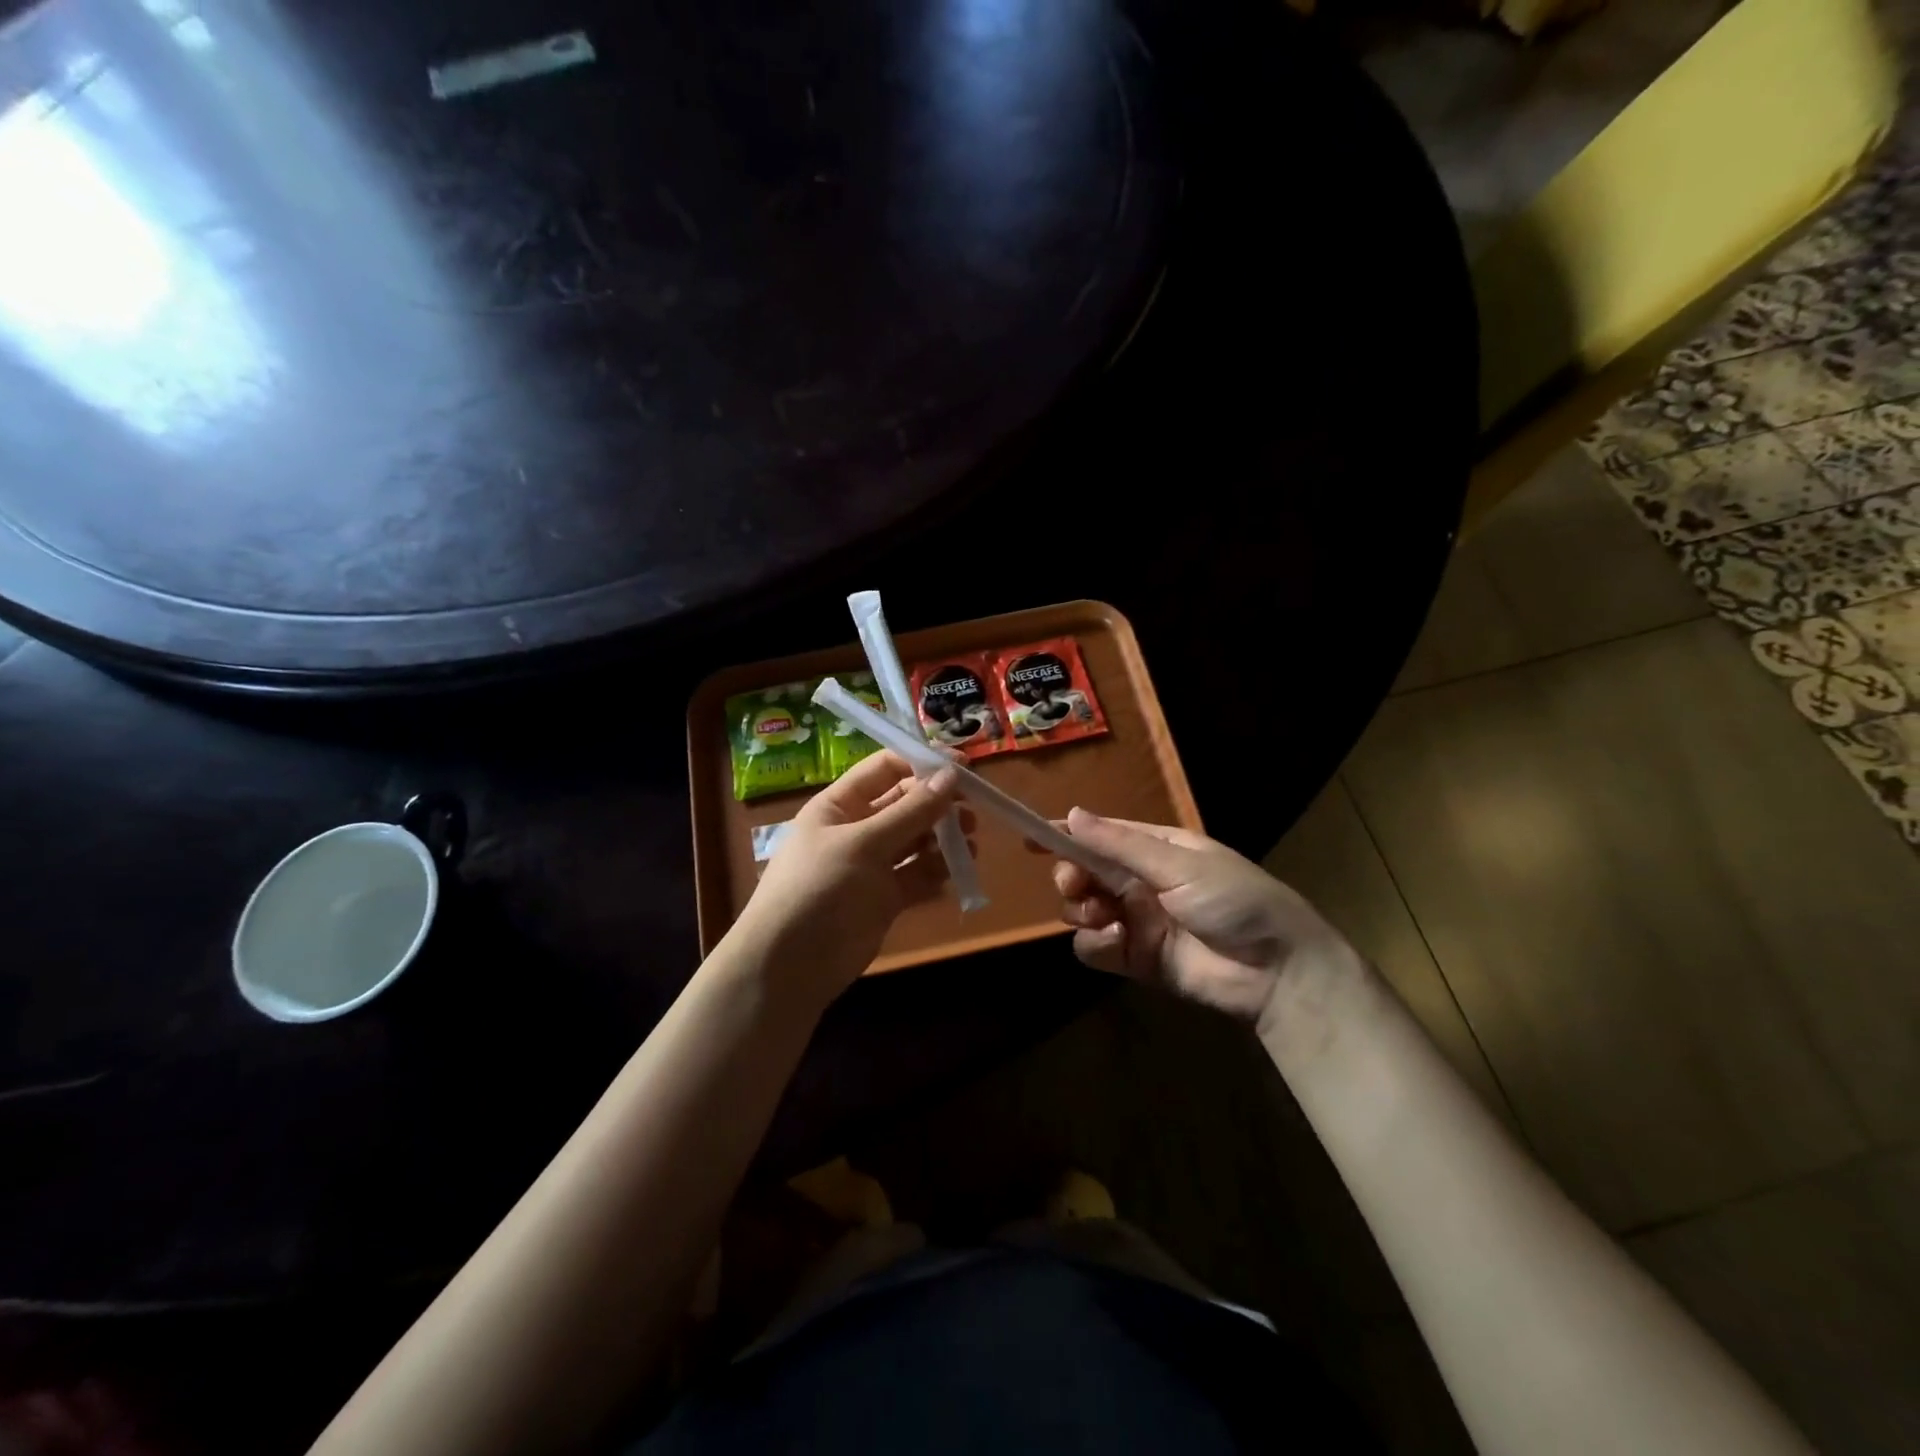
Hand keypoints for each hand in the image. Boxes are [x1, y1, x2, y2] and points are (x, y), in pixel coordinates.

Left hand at [730, 752, 970, 1004]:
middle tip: (974, 810)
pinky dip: (937, 872)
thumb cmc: (819, 889)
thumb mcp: (864, 844)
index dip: (921, 764)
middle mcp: (856, 829)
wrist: (789, 966)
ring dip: (943, 839)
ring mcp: (871, 865)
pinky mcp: (884, 899)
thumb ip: (911, 812)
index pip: (884, 769)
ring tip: (970, 844)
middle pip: (905, 804)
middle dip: (938, 804)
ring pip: (915, 841)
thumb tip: (952, 774)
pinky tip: (957, 873)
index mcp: (839, 805)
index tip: (962, 768)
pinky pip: (917, 876)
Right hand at [1052, 809, 1360, 1033]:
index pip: (1099, 836)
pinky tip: (1117, 941)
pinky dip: (1096, 944)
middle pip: (1083, 873)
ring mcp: (1136, 921)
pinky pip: (1095, 948)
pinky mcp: (1135, 959)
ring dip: (1082, 910)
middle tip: (1074, 884)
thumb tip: (1071, 814)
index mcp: (1155, 849)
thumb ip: (1120, 846)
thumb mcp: (1179, 865)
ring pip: (1082, 910)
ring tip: (1105, 916)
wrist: (1277, 971)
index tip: (1029, 837)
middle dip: (1071, 875)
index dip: (1064, 834)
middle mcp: (1140, 882)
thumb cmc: (1235, 900)